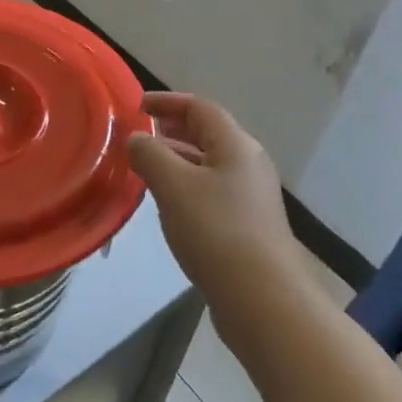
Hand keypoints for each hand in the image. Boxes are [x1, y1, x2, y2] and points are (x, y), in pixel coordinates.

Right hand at [127, 93, 297, 306]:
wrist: (263, 300)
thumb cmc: (216, 232)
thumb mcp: (174, 186)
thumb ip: (150, 154)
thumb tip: (138, 138)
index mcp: (236, 145)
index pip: (200, 107)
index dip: (168, 101)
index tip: (138, 106)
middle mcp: (249, 164)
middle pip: (208, 134)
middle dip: (173, 130)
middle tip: (141, 135)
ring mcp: (251, 197)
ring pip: (209, 165)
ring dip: (178, 160)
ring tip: (146, 169)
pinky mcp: (248, 227)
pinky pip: (212, 192)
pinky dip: (187, 187)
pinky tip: (169, 205)